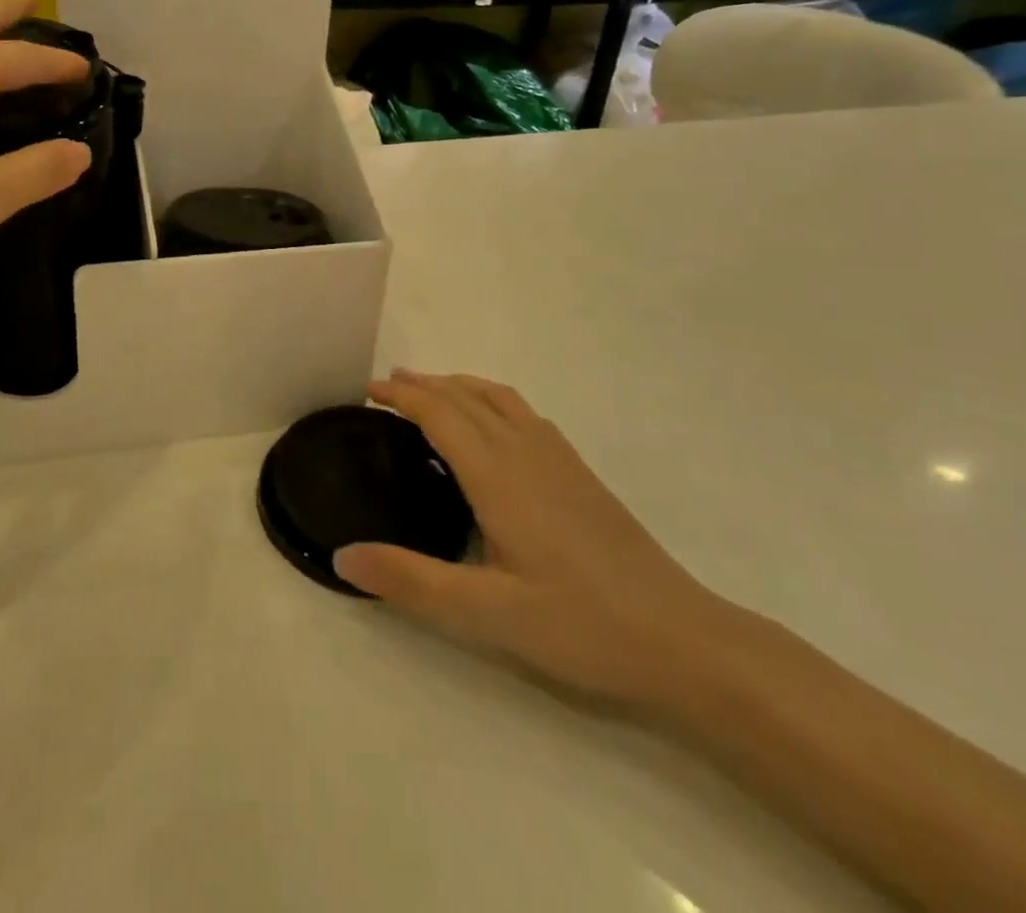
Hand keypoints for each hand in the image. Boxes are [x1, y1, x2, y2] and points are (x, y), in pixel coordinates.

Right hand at [334, 371, 731, 709]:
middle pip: (466, 398)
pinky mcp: (581, 475)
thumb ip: (411, 581)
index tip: (368, 390)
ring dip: (459, 386)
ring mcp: (559, 460)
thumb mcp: (487, 612)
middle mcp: (526, 452)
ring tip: (432, 392)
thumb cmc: (581, 624)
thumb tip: (341, 556)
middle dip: (424, 385)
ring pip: (500, 399)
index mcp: (498, 475)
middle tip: (386, 386)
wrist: (684, 641)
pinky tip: (495, 428)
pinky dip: (492, 401)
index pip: (440, 414)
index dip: (402, 396)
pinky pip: (525, 414)